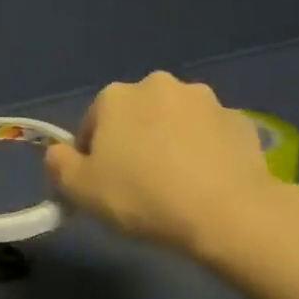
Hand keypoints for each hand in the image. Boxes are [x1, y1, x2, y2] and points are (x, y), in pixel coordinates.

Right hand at [45, 72, 283, 261]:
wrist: (227, 212)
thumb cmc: (142, 197)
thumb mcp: (80, 190)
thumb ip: (59, 164)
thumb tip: (59, 153)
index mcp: (116, 96)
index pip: (93, 122)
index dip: (93, 155)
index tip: (102, 184)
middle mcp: (159, 85)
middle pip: (136, 116)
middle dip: (134, 141)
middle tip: (138, 184)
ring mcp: (205, 100)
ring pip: (175, 122)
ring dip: (170, 143)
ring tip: (175, 185)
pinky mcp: (239, 120)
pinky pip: (210, 136)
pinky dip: (204, 152)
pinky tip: (205, 184)